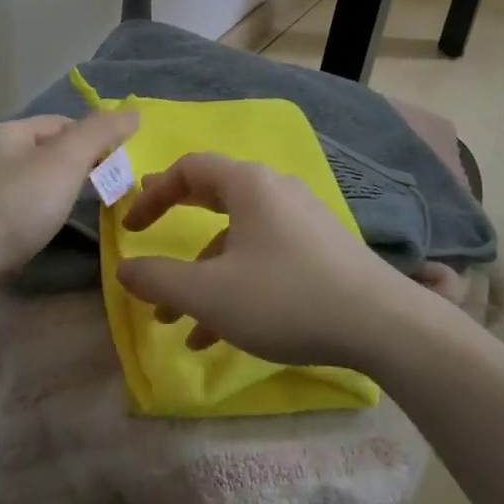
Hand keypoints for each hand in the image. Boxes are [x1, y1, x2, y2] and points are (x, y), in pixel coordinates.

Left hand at [0, 111, 137, 279]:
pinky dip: (38, 216)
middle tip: (106, 187)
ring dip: (58, 192)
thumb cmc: (16, 204)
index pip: (63, 122)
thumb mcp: (66, 161)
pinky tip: (46, 232)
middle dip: (78, 165)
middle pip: (47, 152)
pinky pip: (18, 211)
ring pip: (33, 183)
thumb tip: (133, 113)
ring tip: (81, 210)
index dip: (93, 137)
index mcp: (9, 132)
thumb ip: (101, 133)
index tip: (117, 163)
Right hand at [114, 152, 430, 370]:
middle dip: (176, 227)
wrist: (378, 321)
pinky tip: (218, 335)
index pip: (189, 168)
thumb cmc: (284, 296)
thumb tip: (124, 268)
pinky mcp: (318, 248)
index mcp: (248, 184)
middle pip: (213, 197)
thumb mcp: (210, 293)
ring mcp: (300, 219)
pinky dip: (235, 286)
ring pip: (237, 239)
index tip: (130, 229)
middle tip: (148, 247)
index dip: (153, 194)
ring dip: (203, 275)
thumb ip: (160, 279)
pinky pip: (263, 257)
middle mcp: (275, 190)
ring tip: (177, 322)